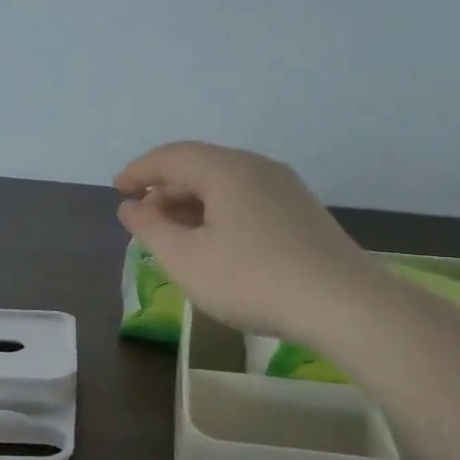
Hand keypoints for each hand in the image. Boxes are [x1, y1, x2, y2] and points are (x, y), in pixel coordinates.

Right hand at [115, 142, 378, 344]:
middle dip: (165, 190)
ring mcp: (286, 189)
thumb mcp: (188, 260)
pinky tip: (214, 244)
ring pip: (226, 185)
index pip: (172, 156)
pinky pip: (247, 201)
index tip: (117, 189)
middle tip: (142, 218)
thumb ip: (152, 229)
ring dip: (192, 204)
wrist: (342, 303)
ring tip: (173, 234)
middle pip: (200, 167)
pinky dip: (219, 214)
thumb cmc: (253, 279)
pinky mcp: (302, 213)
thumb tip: (131, 207)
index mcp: (226, 169)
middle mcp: (258, 167)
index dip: (139, 171)